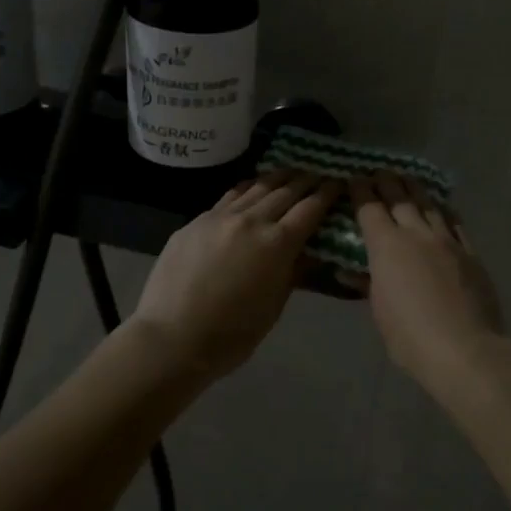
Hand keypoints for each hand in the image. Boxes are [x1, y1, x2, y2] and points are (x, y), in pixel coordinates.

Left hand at [132, 171, 340, 376]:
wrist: (172, 338)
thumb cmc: (232, 334)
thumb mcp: (274, 307)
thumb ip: (293, 272)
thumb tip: (308, 251)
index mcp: (277, 244)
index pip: (310, 208)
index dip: (328, 193)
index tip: (339, 183)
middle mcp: (251, 220)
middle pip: (286, 191)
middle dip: (307, 180)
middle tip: (320, 173)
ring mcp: (220, 217)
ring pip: (256, 187)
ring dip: (278, 178)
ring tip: (291, 172)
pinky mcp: (196, 221)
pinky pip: (230, 196)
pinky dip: (248, 188)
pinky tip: (252, 187)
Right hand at [351, 175, 508, 383]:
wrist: (465, 348)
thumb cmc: (410, 337)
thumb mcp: (380, 312)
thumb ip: (369, 284)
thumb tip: (353, 272)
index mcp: (387, 247)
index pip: (369, 208)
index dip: (360, 190)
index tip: (354, 177)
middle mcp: (416, 234)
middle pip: (399, 198)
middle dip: (386, 181)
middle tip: (379, 170)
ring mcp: (447, 240)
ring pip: (428, 204)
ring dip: (415, 188)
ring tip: (407, 178)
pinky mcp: (470, 252)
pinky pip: (454, 222)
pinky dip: (443, 210)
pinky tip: (441, 206)